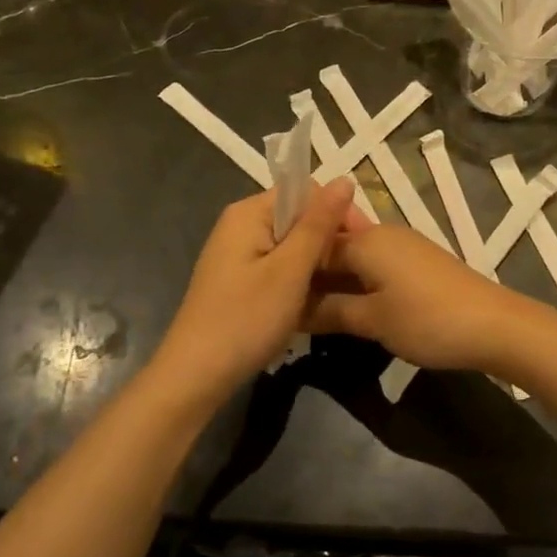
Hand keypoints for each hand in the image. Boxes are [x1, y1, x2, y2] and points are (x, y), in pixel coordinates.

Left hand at [151, 179, 357, 406]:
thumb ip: (318, 224)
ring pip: (291, 244)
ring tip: (339, 287)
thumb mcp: (290, 271)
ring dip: (316, 262)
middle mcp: (241, 224)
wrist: (194, 378)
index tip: (362, 245)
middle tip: (355, 272)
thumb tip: (345, 178)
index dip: (337, 212)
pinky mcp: (239, 279)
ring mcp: (238, 253)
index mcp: (249, 212)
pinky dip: (298, 277)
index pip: (306, 191)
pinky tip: (312, 301)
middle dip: (328, 239)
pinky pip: (278, 264)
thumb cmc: (245, 319)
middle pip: (298, 216)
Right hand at [307, 223, 546, 373]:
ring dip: (333, 280)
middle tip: (283, 304)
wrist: (494, 325)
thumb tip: (289, 308)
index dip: (291, 268)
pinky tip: (347, 306)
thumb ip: (329, 311)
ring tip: (308, 309)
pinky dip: (356, 282)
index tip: (268, 292)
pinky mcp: (416, 262)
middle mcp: (382, 234)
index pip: (313, 245)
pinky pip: (374, 265)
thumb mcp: (373, 320)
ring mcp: (402, 246)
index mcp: (366, 239)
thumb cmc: (427, 320)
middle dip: (310, 272)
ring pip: (354, 258)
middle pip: (333, 248)